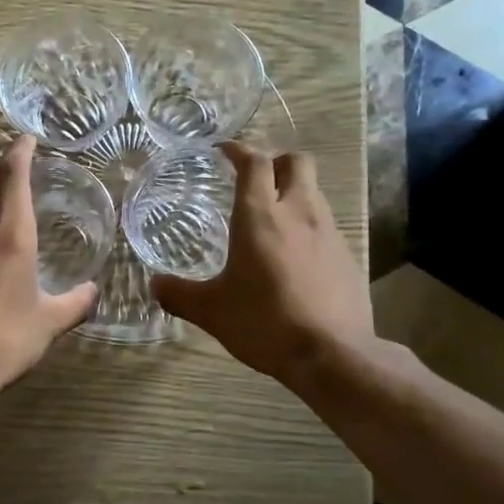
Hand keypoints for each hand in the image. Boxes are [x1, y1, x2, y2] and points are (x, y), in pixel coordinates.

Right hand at [151, 143, 373, 385]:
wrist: (332, 354)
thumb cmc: (264, 322)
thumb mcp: (212, 311)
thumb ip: (180, 294)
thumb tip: (155, 284)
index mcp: (260, 216)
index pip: (254, 162)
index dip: (239, 150)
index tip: (225, 150)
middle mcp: (299, 212)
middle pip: (296, 162)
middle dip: (276, 161)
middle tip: (255, 178)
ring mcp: (329, 232)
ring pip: (314, 192)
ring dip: (294, 192)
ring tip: (273, 218)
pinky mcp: (348, 256)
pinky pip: (327, 226)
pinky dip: (309, 227)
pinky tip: (296, 256)